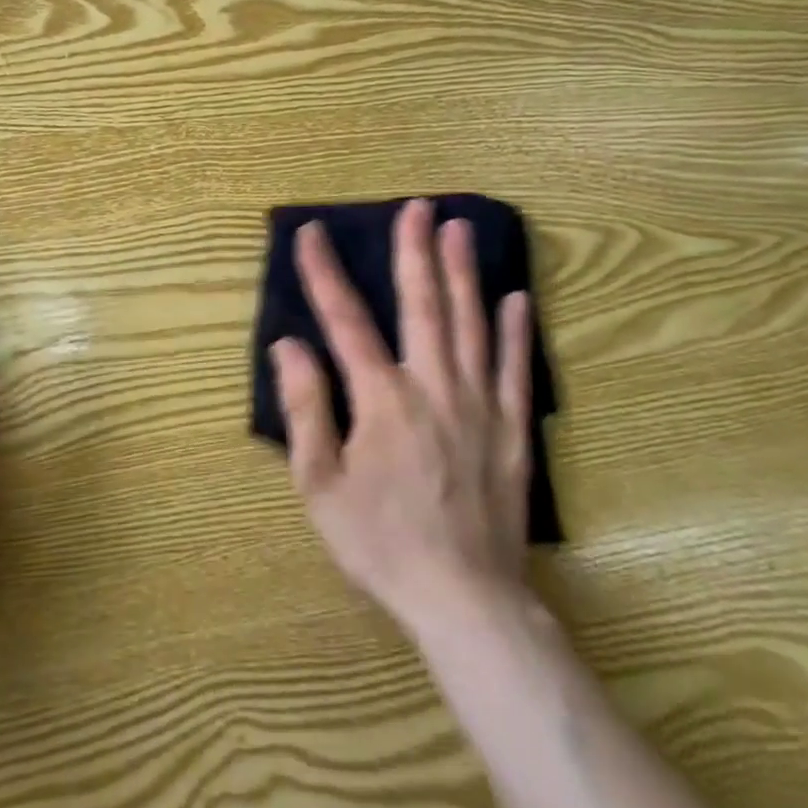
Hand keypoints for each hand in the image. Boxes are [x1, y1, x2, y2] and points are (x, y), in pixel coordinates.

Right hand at [269, 198, 534, 636]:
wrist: (466, 599)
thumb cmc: (381, 542)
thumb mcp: (321, 483)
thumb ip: (306, 408)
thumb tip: (289, 346)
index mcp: (381, 398)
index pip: (345, 320)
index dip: (324, 273)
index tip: (311, 234)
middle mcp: (432, 386)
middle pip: (422, 305)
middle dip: (414, 251)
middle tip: (417, 207)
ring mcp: (478, 403)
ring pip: (471, 324)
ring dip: (463, 273)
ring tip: (461, 229)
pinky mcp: (511, 429)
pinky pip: (515, 368)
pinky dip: (517, 331)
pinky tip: (518, 298)